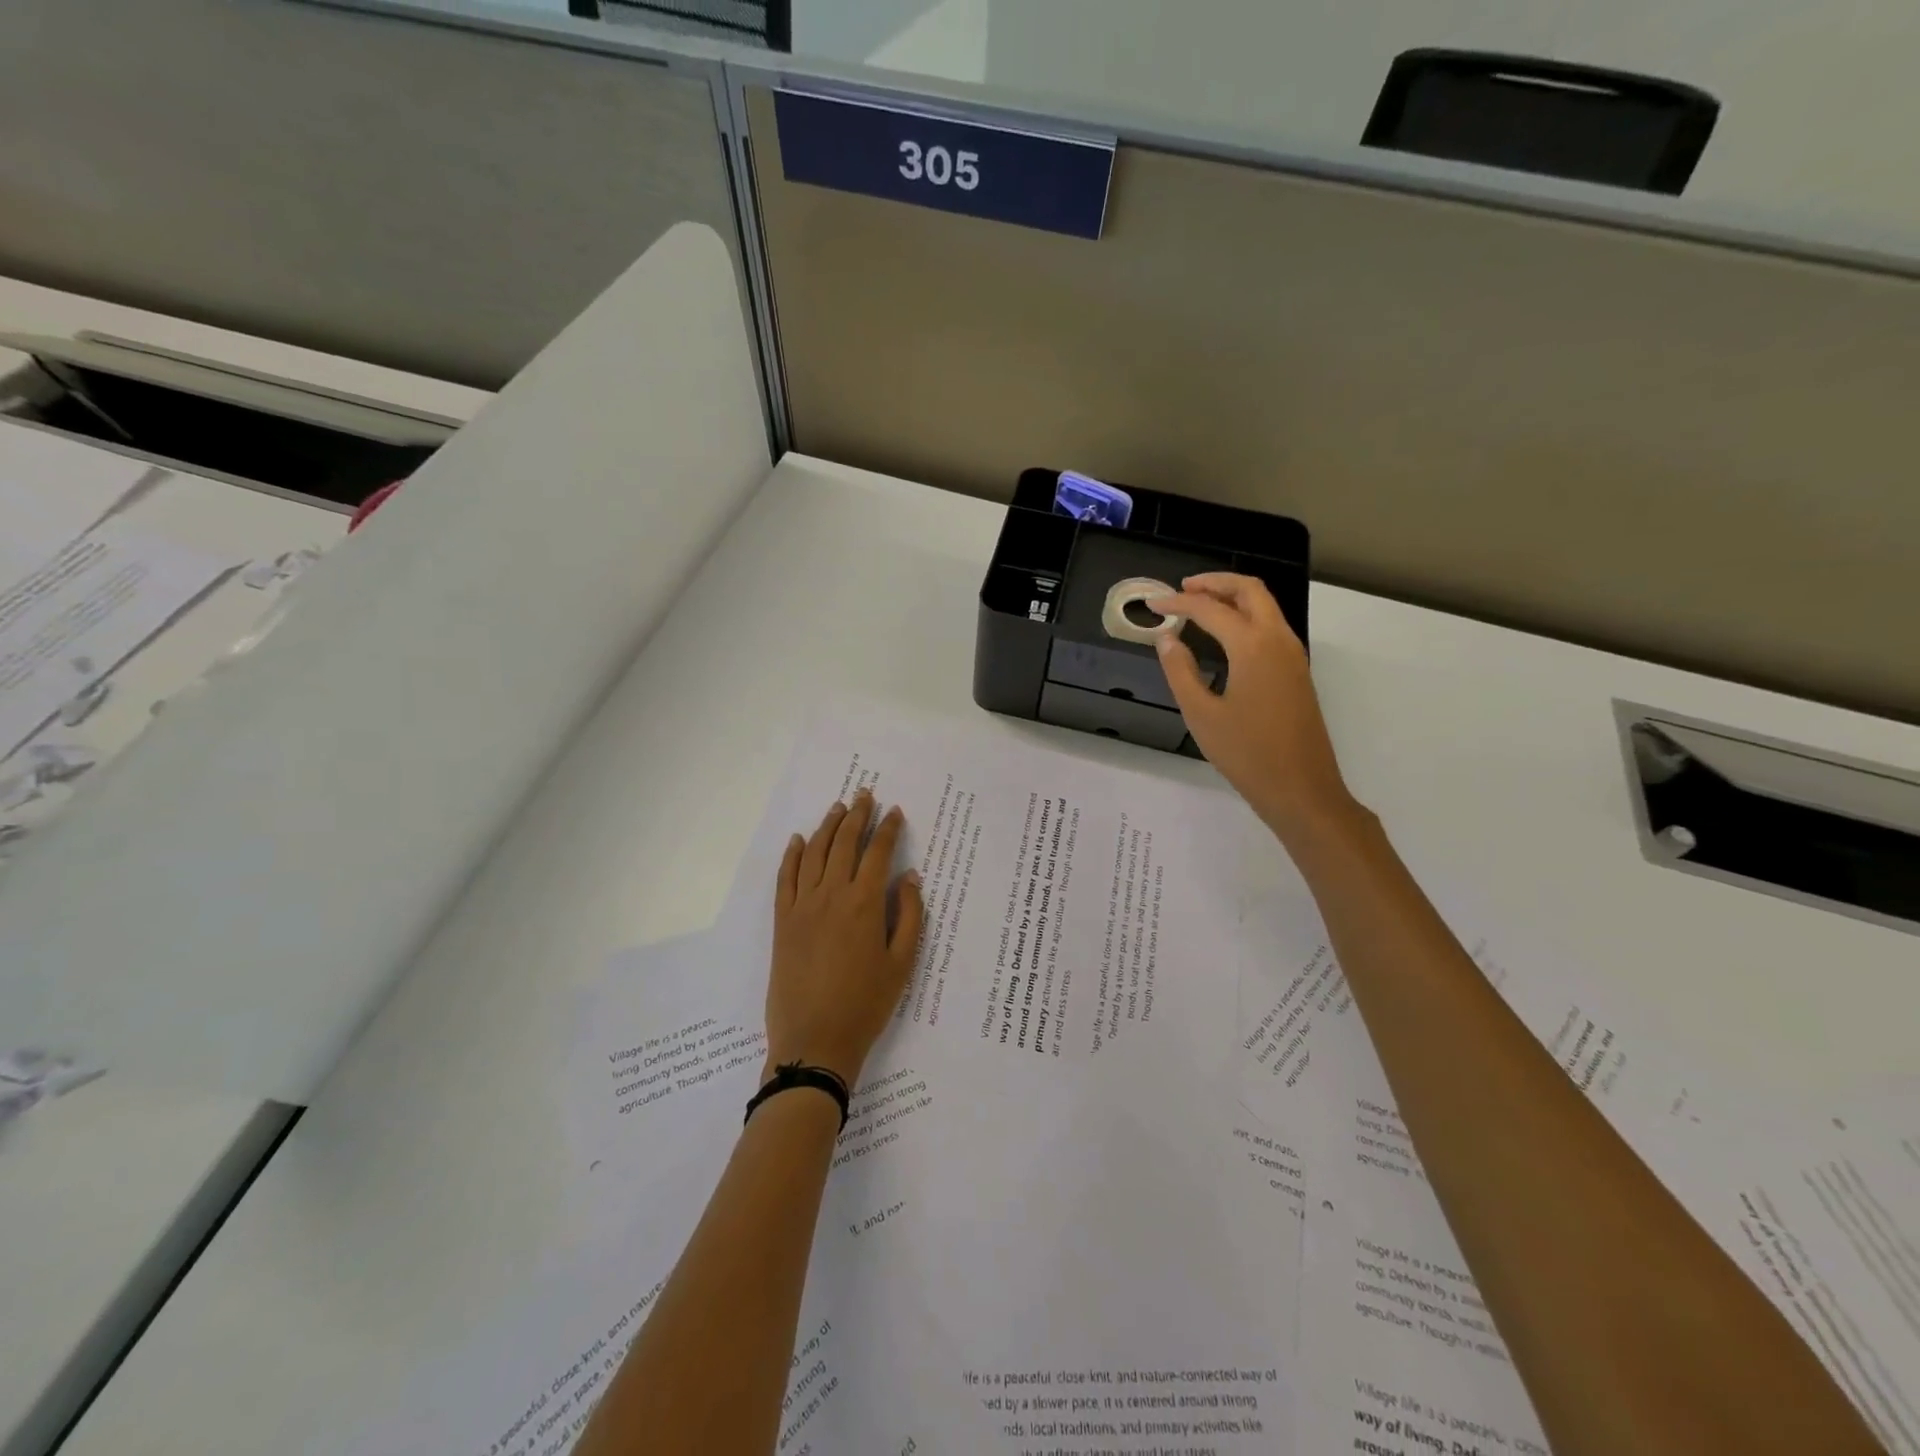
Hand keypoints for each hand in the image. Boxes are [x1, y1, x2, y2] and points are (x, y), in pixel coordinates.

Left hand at [766, 791, 924, 1087]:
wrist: (814, 1040)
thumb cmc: (866, 1004)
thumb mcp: (901, 963)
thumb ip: (909, 915)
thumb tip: (909, 877)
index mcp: (864, 903)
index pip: (878, 852)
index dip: (888, 829)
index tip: (896, 812)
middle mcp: (831, 894)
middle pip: (843, 843)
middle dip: (857, 815)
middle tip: (865, 794)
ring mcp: (802, 906)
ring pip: (813, 853)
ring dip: (827, 826)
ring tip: (838, 808)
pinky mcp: (781, 921)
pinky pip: (785, 878)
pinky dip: (791, 854)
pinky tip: (798, 839)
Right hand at [1149, 573, 1363, 845]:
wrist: (1301, 788)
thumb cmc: (1246, 753)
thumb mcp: (1201, 714)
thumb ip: (1180, 671)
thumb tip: (1167, 639)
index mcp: (1253, 646)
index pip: (1210, 609)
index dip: (1178, 603)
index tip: (1152, 603)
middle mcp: (1278, 640)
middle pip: (1250, 590)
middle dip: (1215, 582)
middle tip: (1182, 590)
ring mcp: (1293, 656)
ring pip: (1265, 607)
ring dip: (1233, 597)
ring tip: (1198, 606)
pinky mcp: (1297, 672)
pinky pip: (1271, 627)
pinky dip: (1245, 617)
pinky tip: (1223, 636)